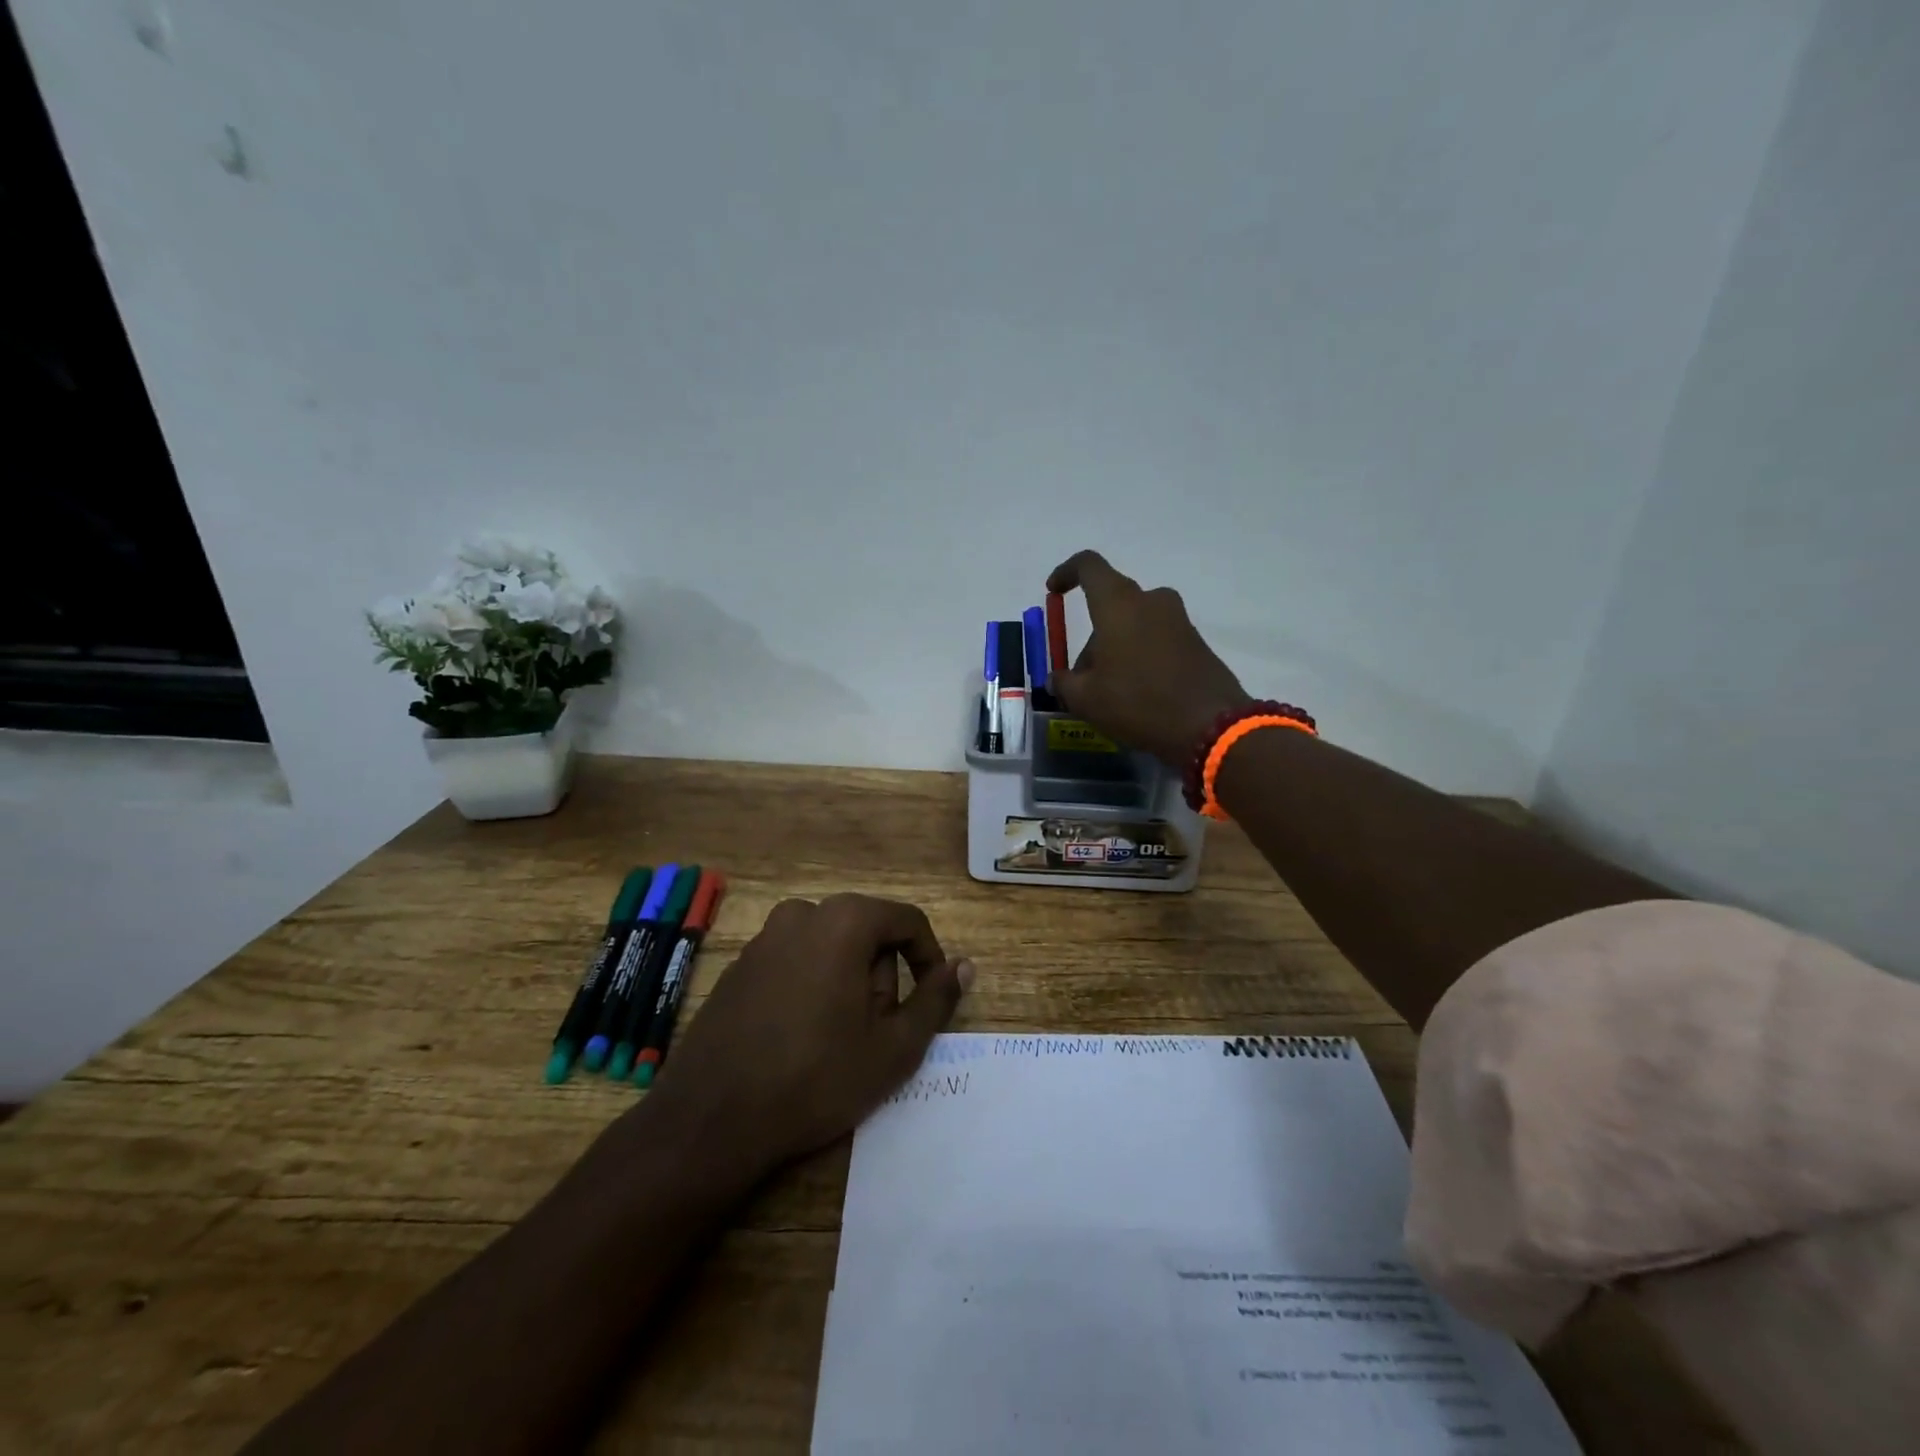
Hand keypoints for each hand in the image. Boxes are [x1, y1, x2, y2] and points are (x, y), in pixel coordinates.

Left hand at [643, 895, 973, 1176]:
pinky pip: (794, 961)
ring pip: (830, 947)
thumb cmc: (816, 1078)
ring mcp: (764, 937)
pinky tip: (798, 1037)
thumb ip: (936, 999)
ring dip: (846, 982)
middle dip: (881, 976)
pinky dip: (810, 987)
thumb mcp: (894, 1047)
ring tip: (837, 1039)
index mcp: (844, 921)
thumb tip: (964, 966)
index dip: (928, 958)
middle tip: (875, 1032)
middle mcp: (802, 913)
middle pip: (867, 933)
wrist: (712, 1118)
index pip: (907, 921)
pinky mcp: (739, 965)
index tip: (930, 1000)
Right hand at [1046, 550, 1251, 765]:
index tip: (1054, 591)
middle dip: (1092, 636)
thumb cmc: (1138, 702)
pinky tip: (1138, 693)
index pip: (1089, 566)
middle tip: (1082, 677)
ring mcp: (1179, 620)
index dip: (1067, 572)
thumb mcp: (1086, 699)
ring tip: (1110, 691)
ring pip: (1135, 623)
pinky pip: (1157, 639)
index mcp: (1119, 604)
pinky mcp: (1196, 642)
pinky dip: (1141, 656)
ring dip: (1117, 648)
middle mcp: (1151, 601)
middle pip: (1111, 604)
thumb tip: (1058, 679)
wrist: (1210, 726)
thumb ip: (1064, 683)